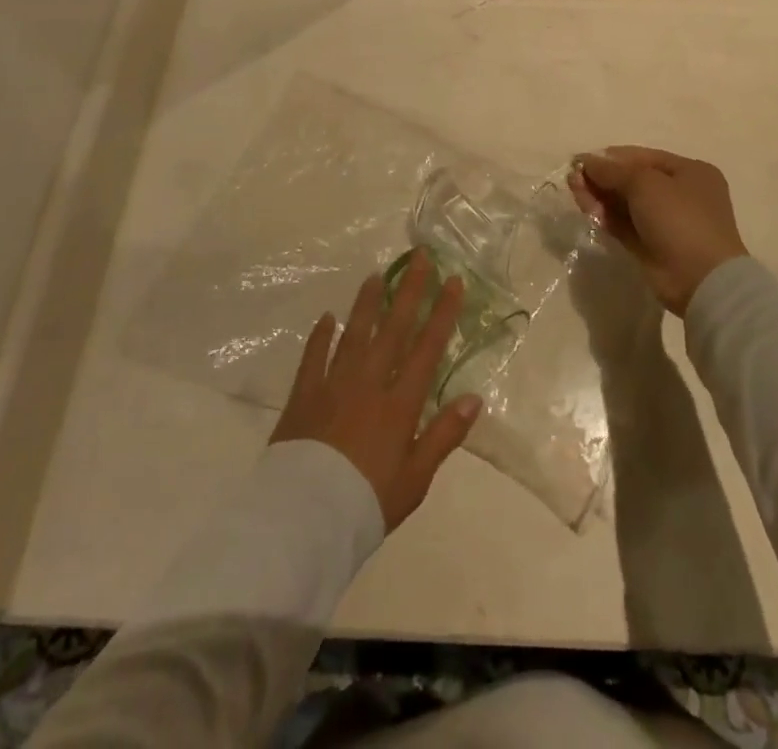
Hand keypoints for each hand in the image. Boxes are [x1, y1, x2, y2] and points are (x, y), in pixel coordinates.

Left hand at [270, 254, 480, 530]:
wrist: (304, 520)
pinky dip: (321, 336)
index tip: (452, 280)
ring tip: (375, 275)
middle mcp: (369, 383)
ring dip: (367, 303)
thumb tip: (474, 398)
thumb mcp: (416, 478)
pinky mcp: (303, 396)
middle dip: (409, 290)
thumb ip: (444, 435)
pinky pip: (313, 357)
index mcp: (400, 403)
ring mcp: (333, 385)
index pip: (427, 347)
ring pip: (354, 333)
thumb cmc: (367, 502)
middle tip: (419, 257)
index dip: (442, 311)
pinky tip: (327, 317)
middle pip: (393, 328)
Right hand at [568, 148, 747, 315]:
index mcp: (689, 172)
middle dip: (603, 177)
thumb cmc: (679, 218)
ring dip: (600, 196)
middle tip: (573, 177)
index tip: (582, 159)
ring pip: (626, 203)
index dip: (611, 157)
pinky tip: (586, 209)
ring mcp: (666, 223)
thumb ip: (613, 171)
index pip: (643, 157)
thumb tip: (587, 161)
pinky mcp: (651, 246)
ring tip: (574, 190)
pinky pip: (624, 225)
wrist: (700, 279)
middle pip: (633, 180)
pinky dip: (605, 216)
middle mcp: (680, 194)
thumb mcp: (646, 183)